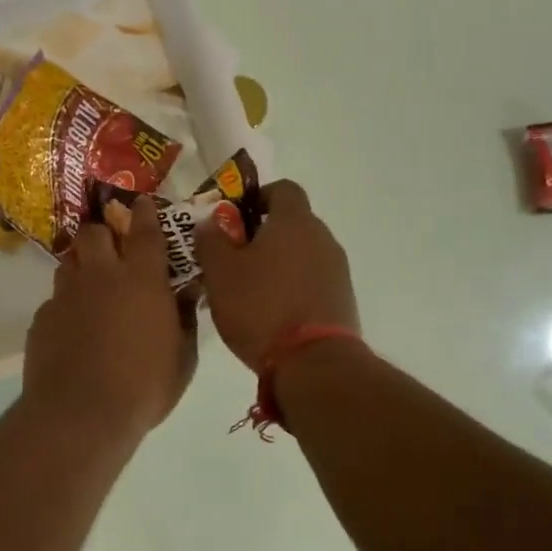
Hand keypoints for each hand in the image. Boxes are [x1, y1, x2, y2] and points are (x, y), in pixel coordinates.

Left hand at [23, 197, 196, 441]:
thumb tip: (188, 294)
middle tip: (112, 249)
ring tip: (91, 287)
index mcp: (142, 280)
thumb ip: (185, 319)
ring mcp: (65, 295)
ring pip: (69, 262)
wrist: (81, 414)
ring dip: (82, 266)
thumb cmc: (144, 387)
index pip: (144, 230)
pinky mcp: (41, 319)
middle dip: (103, 232)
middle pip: (94, 232)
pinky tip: (73, 330)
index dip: (144, 212)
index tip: (142, 203)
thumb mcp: (182, 358)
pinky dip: (66, 306)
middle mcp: (100, 276)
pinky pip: (55, 300)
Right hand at [193, 179, 358, 371]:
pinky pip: (312, 281)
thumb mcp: (219, 272)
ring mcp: (337, 270)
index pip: (282, 188)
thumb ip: (210, 240)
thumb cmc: (260, 307)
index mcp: (294, 221)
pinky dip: (292, 287)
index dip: (256, 197)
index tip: (233, 219)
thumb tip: (209, 221)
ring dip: (278, 263)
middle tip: (232, 258)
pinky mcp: (342, 299)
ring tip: (249, 290)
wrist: (313, 362)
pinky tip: (271, 313)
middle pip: (292, 223)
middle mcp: (323, 237)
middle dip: (262, 235)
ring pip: (302, 254)